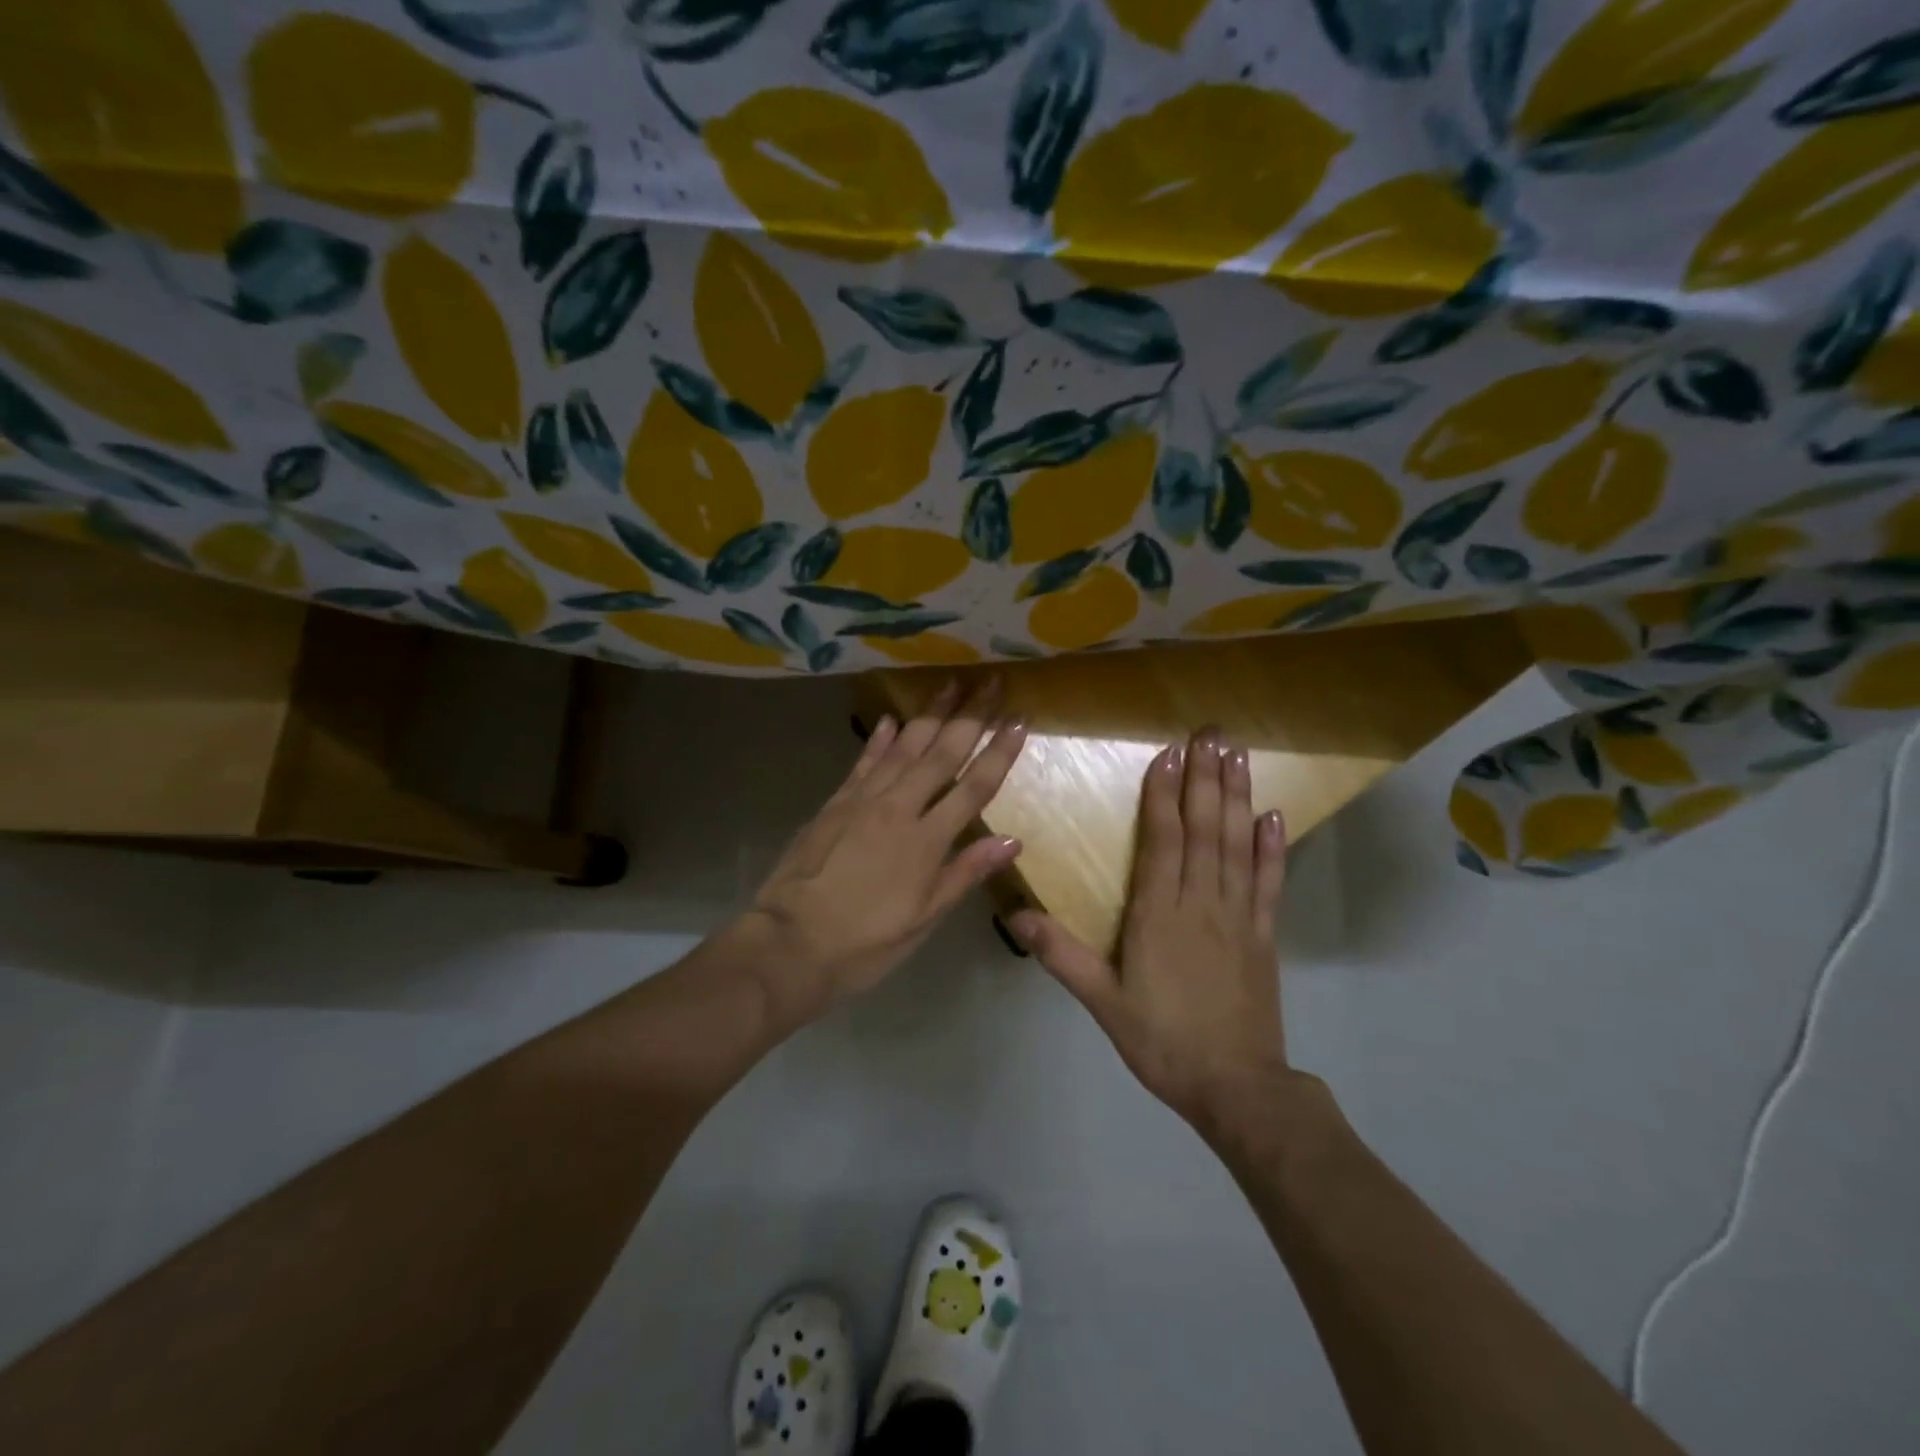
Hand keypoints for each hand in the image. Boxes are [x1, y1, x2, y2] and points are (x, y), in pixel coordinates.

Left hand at [729, 677, 1026, 1026]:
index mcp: (927, 841)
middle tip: (989, 681)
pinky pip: (863, 762)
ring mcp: (863, 801)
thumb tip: (1013, 840)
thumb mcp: (924, 918)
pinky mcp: (835, 803)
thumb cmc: (866, 941)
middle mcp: (899, 808)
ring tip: (949, 685)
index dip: (999, 753)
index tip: (1019, 720)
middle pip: (941, 754)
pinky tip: (893, 720)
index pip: (973, 787)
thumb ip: (966, 873)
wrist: (791, 942)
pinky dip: (880, 739)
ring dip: (929, 714)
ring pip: (903, 748)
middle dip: (969, 716)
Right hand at [1010, 728, 1288, 1131]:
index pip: (1162, 841)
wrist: (1236, 1087)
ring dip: (1238, 797)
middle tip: (1211, 732)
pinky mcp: (1265, 935)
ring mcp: (1239, 916)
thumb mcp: (1103, 1003)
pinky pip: (1269, 883)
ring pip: (1237, 845)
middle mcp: (1202, 903)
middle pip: (1204, 830)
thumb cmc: (1162, 1041)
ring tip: (1238, 754)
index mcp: (1159, 915)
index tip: (1169, 752)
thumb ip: (1062, 955)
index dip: (1164, 794)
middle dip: (1206, 777)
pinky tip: (1273, 816)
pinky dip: (1271, 847)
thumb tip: (1017, 915)